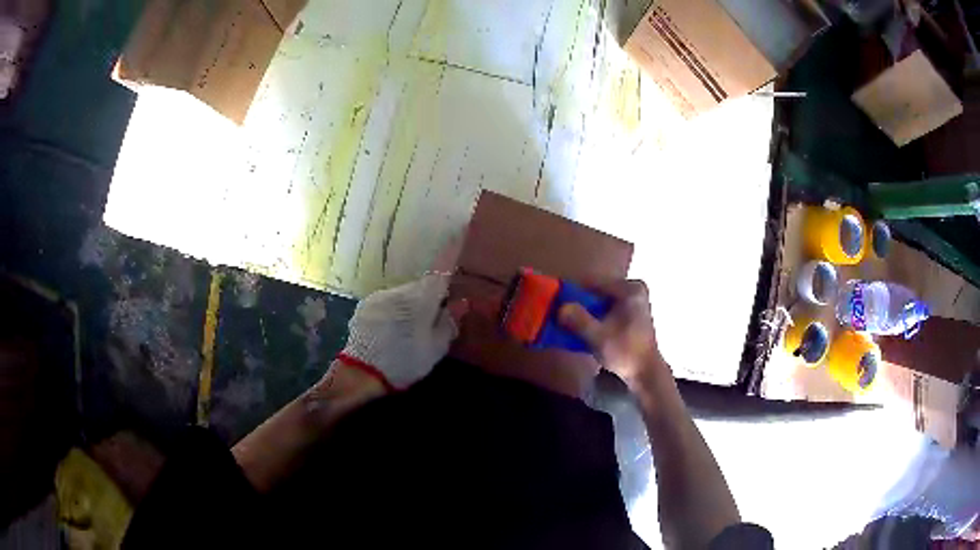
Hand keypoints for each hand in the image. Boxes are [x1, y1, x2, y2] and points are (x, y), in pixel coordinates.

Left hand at [338, 274, 467, 390]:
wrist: (363, 371)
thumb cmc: (406, 361)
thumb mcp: (436, 348)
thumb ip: (449, 323)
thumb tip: (461, 303)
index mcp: (422, 299)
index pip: (440, 275)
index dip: (448, 275)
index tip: (452, 285)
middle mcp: (400, 290)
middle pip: (420, 286)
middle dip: (428, 297)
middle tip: (432, 317)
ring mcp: (380, 296)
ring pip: (402, 293)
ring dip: (409, 304)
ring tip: (409, 326)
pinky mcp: (365, 304)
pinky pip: (386, 301)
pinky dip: (392, 309)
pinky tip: (390, 328)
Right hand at [558, 280, 665, 387]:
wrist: (646, 373)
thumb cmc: (625, 352)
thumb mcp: (597, 337)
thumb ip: (578, 320)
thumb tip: (560, 307)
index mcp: (630, 289)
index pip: (593, 283)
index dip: (573, 292)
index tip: (557, 302)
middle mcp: (634, 289)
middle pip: (598, 292)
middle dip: (580, 303)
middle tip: (561, 314)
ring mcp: (636, 301)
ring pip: (602, 301)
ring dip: (587, 312)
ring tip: (571, 323)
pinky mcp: (634, 314)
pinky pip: (609, 309)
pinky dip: (597, 317)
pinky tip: (586, 329)